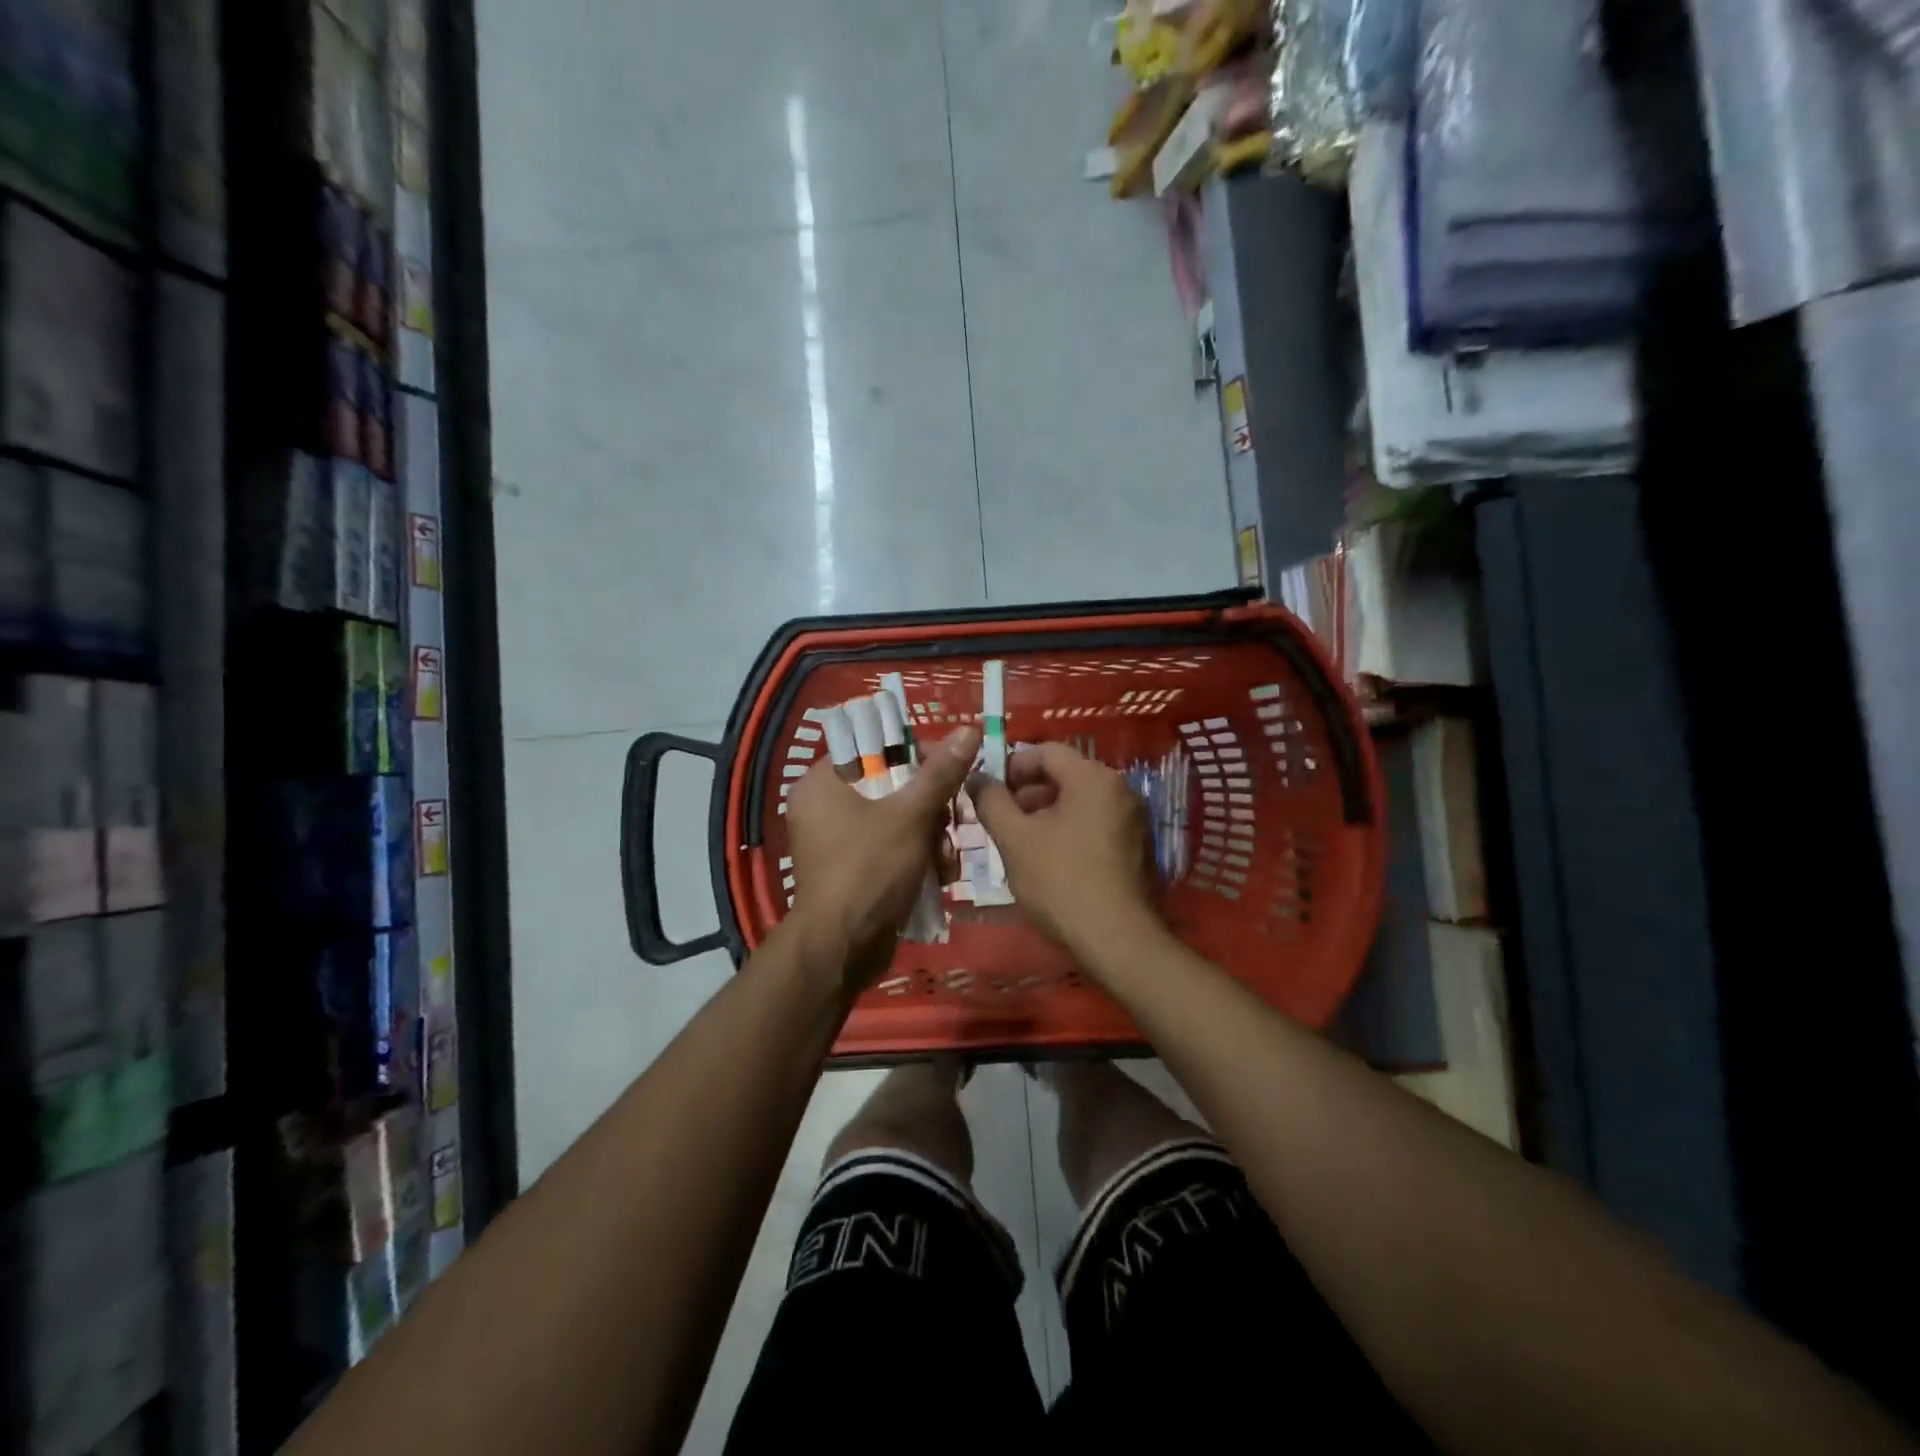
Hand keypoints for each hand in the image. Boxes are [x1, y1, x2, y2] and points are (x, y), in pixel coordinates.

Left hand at [786, 725, 979, 989]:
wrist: (842, 950)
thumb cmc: (870, 869)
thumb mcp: (911, 816)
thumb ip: (941, 773)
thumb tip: (969, 729)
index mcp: (823, 782)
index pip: (874, 748)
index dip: (917, 755)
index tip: (950, 770)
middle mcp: (824, 806)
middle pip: (891, 786)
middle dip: (931, 807)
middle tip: (955, 820)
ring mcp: (837, 841)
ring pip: (897, 820)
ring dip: (931, 837)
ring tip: (947, 860)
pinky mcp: (852, 870)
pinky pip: (890, 848)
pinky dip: (916, 857)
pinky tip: (940, 876)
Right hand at [967, 742, 1164, 964]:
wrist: (1117, 941)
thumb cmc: (1061, 882)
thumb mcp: (1015, 839)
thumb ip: (991, 801)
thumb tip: (976, 777)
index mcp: (1093, 778)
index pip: (1046, 751)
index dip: (1011, 766)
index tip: (987, 791)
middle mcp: (1120, 789)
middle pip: (1064, 775)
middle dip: (1026, 793)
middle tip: (998, 819)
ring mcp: (1133, 819)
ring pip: (1078, 802)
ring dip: (1045, 814)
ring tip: (1018, 842)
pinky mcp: (1137, 847)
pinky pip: (1095, 824)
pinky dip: (1068, 831)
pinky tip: (1048, 860)